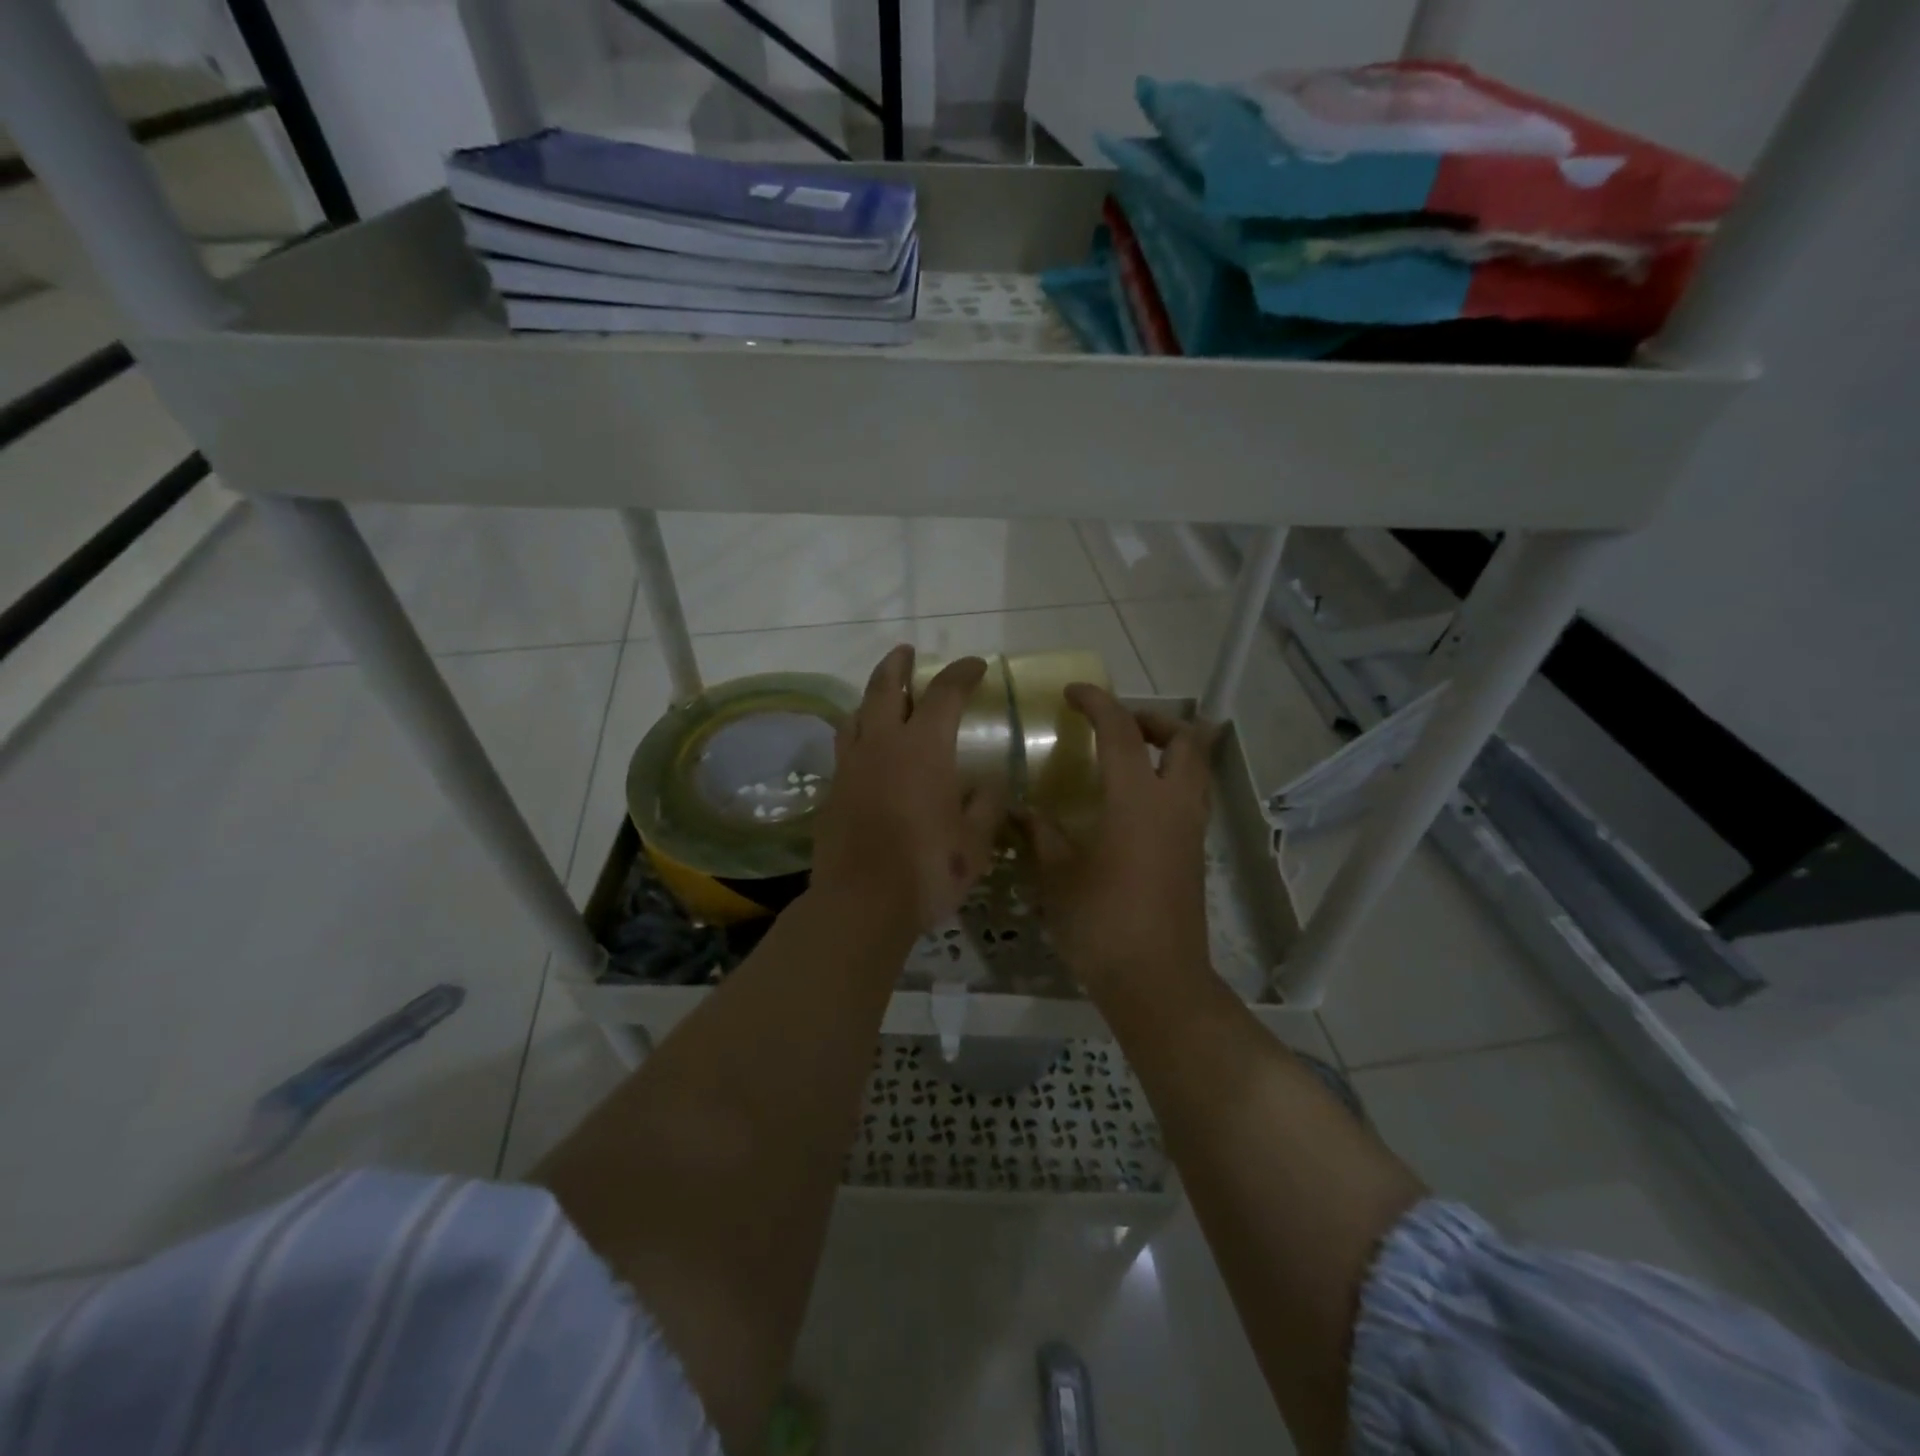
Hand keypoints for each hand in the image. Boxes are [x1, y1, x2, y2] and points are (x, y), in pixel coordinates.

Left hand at [809, 646, 1005, 940]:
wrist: (861, 902)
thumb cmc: (928, 868)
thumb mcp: (975, 842)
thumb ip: (986, 806)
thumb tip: (991, 784)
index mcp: (924, 748)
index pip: (944, 693)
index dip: (962, 673)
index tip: (976, 665)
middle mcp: (883, 744)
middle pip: (885, 688)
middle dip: (898, 665)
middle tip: (905, 651)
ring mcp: (851, 766)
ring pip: (856, 714)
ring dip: (871, 697)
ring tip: (882, 696)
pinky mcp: (832, 791)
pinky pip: (844, 748)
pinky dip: (857, 734)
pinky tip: (865, 750)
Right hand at [1019, 684, 1219, 998]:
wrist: (1157, 982)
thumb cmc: (1102, 923)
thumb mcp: (1058, 876)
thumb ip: (1041, 835)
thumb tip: (1021, 811)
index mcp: (1138, 801)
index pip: (1123, 733)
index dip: (1099, 704)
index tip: (1074, 694)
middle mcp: (1174, 806)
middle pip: (1186, 741)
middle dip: (1155, 720)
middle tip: (1118, 726)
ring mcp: (1190, 831)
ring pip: (1196, 769)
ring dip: (1168, 750)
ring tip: (1127, 758)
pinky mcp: (1194, 856)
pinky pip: (1190, 798)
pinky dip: (1168, 782)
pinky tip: (1131, 805)